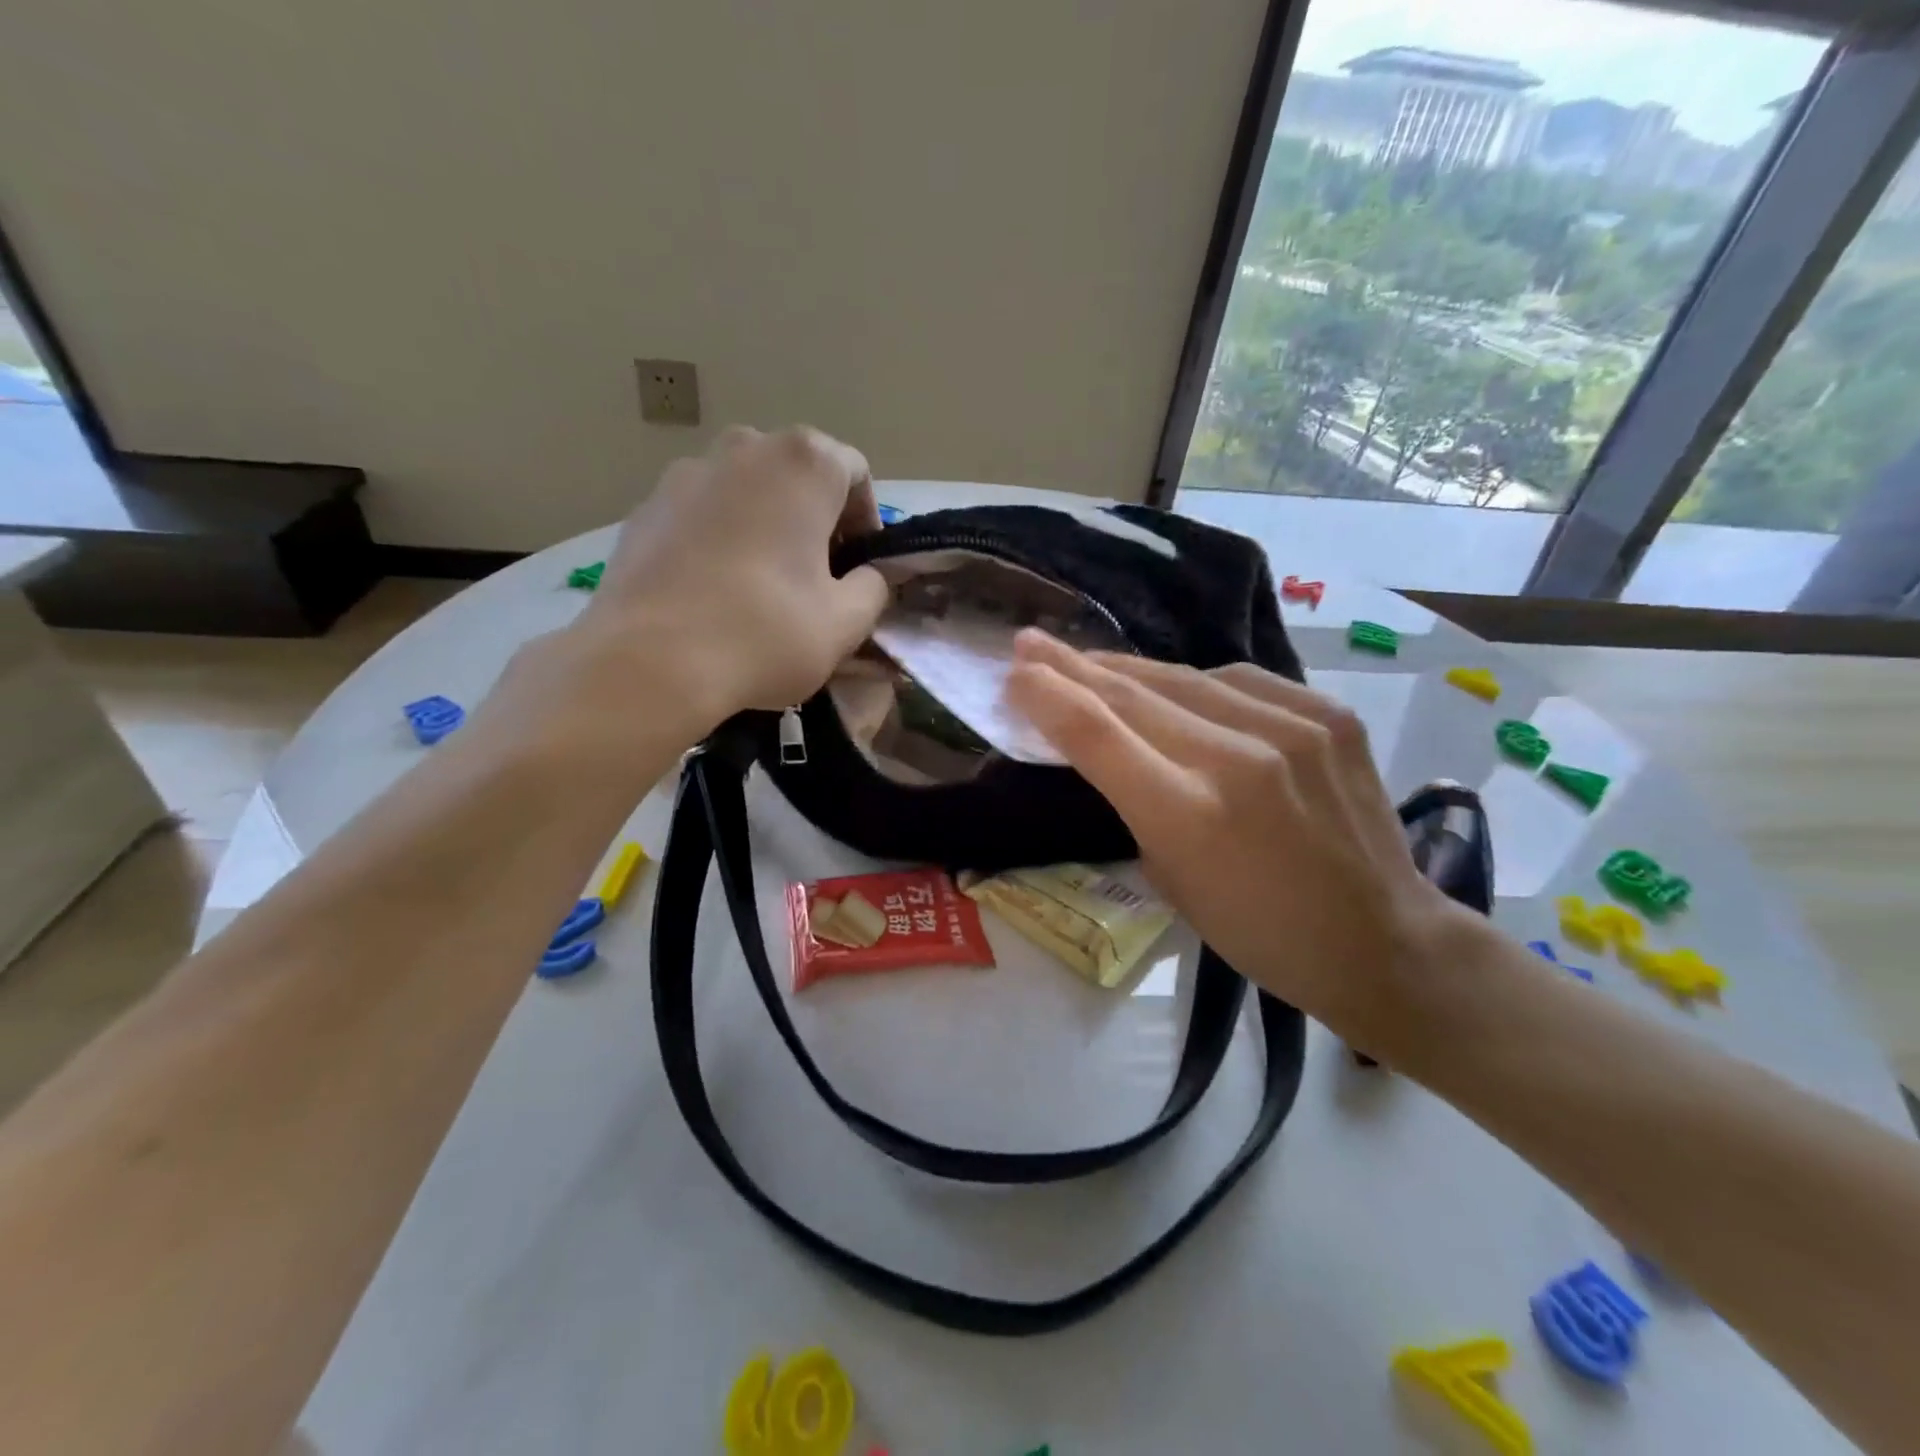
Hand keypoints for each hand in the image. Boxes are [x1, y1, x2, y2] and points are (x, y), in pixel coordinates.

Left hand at [581, 425, 888, 723]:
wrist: (650, 662)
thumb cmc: (765, 633)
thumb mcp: (847, 622)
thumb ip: (873, 587)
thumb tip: (867, 576)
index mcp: (803, 464)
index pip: (855, 472)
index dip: (866, 522)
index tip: (858, 569)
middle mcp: (743, 448)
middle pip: (797, 476)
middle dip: (814, 520)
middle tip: (817, 578)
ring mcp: (685, 474)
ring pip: (746, 493)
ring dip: (766, 527)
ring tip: (762, 586)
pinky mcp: (644, 509)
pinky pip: (701, 516)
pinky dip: (719, 541)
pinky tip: (714, 593)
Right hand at [1005, 631, 1471, 1049]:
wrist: (1382, 938)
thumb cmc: (1258, 932)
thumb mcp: (1170, 878)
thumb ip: (1133, 801)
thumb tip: (1104, 742)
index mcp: (1188, 814)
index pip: (1096, 732)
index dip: (1046, 695)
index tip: (1014, 672)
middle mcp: (1238, 757)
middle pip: (1132, 693)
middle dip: (1072, 666)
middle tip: (1031, 643)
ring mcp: (1292, 727)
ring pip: (1183, 677)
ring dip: (1128, 671)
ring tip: (1093, 665)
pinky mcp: (1329, 713)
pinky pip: (1239, 682)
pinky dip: (1196, 684)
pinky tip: (1178, 689)